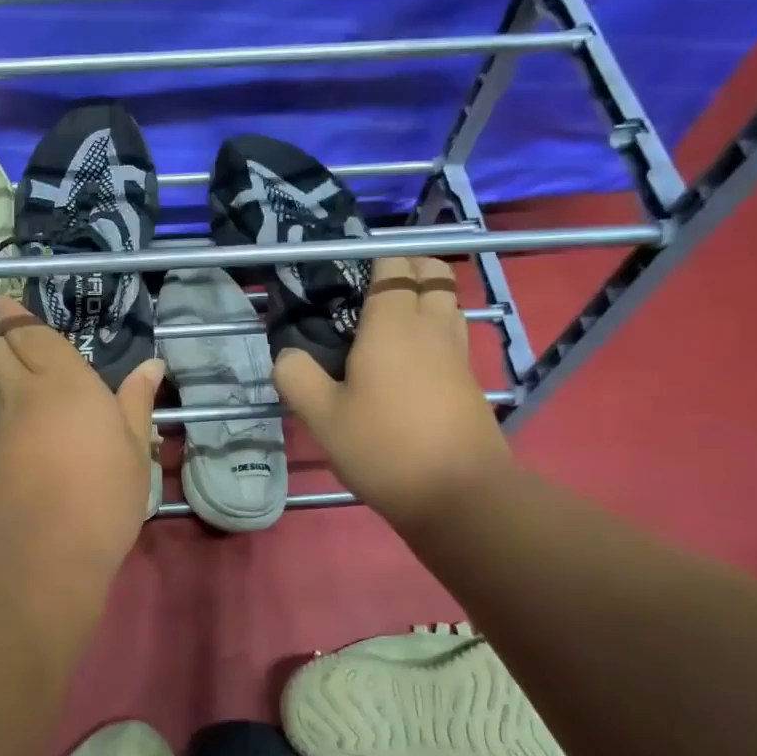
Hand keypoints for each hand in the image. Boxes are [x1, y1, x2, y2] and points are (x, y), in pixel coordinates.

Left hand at [0, 296, 163, 586]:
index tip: (8, 301)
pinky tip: (29, 427)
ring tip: (29, 382)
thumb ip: (137, 402)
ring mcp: (0, 427)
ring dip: (1, 372)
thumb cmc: (104, 496)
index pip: (29, 334)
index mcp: (64, 382)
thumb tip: (152, 365)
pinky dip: (4, 408)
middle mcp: (24, 394)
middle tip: (18, 339)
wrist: (45, 556)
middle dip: (0, 336)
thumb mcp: (135, 449)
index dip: (15, 315)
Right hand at [274, 255, 513, 529]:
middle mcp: (431, 326)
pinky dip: (434, 330)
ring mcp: (457, 353)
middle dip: (406, 268)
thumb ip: (297, 377)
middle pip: (432, 272)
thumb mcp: (322, 417)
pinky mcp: (469, 380)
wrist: (458, 494)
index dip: (373, 261)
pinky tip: (407, 361)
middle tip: (371, 293)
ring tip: (388, 323)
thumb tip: (287, 355)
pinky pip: (453, 335)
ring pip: (448, 302)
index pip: (393, 266)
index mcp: (392, 324)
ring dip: (424, 297)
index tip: (347, 278)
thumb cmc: (383, 448)